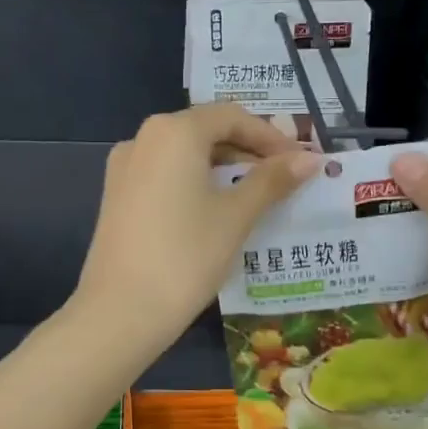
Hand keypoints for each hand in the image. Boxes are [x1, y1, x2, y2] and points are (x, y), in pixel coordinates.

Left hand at [74, 104, 318, 350]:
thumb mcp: (236, 216)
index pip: (232, 116)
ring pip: (184, 153)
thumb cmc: (186, 257)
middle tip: (284, 177)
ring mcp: (124, 167)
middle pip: (206, 130)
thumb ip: (271, 181)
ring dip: (223, 166)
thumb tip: (310, 159)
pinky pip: (165, 174)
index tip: (300, 162)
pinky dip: (196, 181)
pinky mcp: (117, 196)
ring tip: (257, 193)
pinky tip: (216, 208)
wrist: (120, 312)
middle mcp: (143, 138)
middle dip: (248, 149)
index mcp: (174, 132)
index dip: (271, 137)